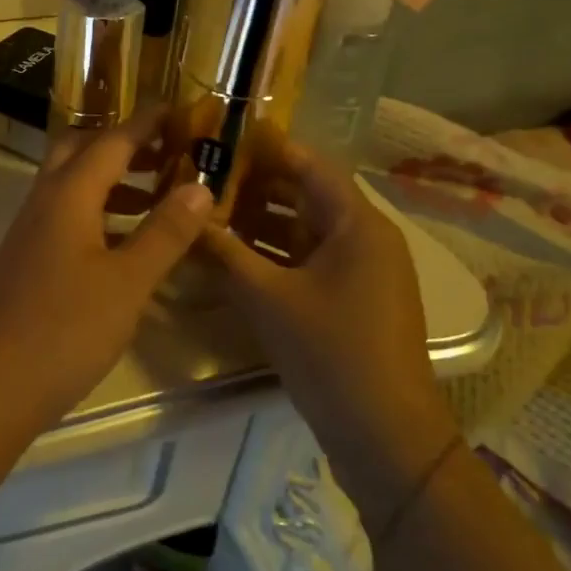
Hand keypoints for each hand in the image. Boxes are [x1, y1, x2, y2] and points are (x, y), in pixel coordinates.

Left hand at [0, 110, 213, 428]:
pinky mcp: (27, 259)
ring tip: (157, 195)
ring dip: (111, 179)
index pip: (111, 141)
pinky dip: (98, 212)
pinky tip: (124, 242)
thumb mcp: (128, 281)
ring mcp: (30, 231)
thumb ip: (165, 232)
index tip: (177, 109)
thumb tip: (199, 186)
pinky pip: (65, 215)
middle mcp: (44, 201)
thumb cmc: (66, 327)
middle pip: (79, 151)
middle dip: (121, 144)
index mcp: (68, 194)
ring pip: (71, 185)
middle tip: (164, 151)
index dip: (145, 123)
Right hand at [203, 135, 458, 535]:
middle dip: (257, 185)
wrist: (385, 433)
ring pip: (307, 228)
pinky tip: (236, 255)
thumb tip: (185, 219)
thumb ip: (223, 252)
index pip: (309, 165)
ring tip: (212, 211)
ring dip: (263, 220)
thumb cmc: (329, 351)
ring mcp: (364, 270)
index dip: (267, 148)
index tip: (222, 138)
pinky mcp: (354, 298)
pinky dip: (276, 251)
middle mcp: (367, 237)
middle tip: (206, 177)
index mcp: (357, 224)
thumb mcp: (266, 297)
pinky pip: (310, 258)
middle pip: (308, 194)